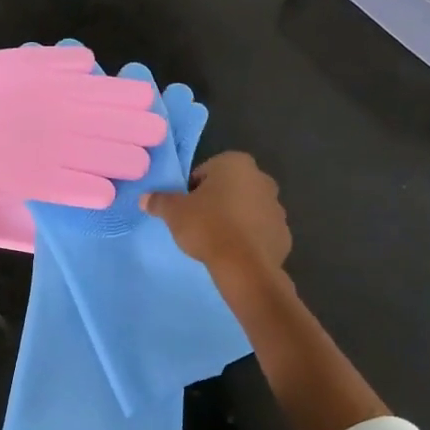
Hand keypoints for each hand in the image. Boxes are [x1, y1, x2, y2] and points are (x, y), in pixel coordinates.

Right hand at [141, 152, 290, 275]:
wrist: (245, 266)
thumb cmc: (207, 226)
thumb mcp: (174, 212)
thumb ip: (159, 201)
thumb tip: (145, 198)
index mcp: (235, 163)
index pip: (205, 172)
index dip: (191, 190)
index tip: (185, 209)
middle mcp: (261, 178)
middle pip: (229, 188)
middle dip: (215, 202)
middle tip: (198, 223)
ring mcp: (277, 206)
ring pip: (246, 209)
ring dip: (233, 219)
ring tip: (215, 240)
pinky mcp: (284, 233)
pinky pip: (259, 231)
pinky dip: (248, 238)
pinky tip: (234, 252)